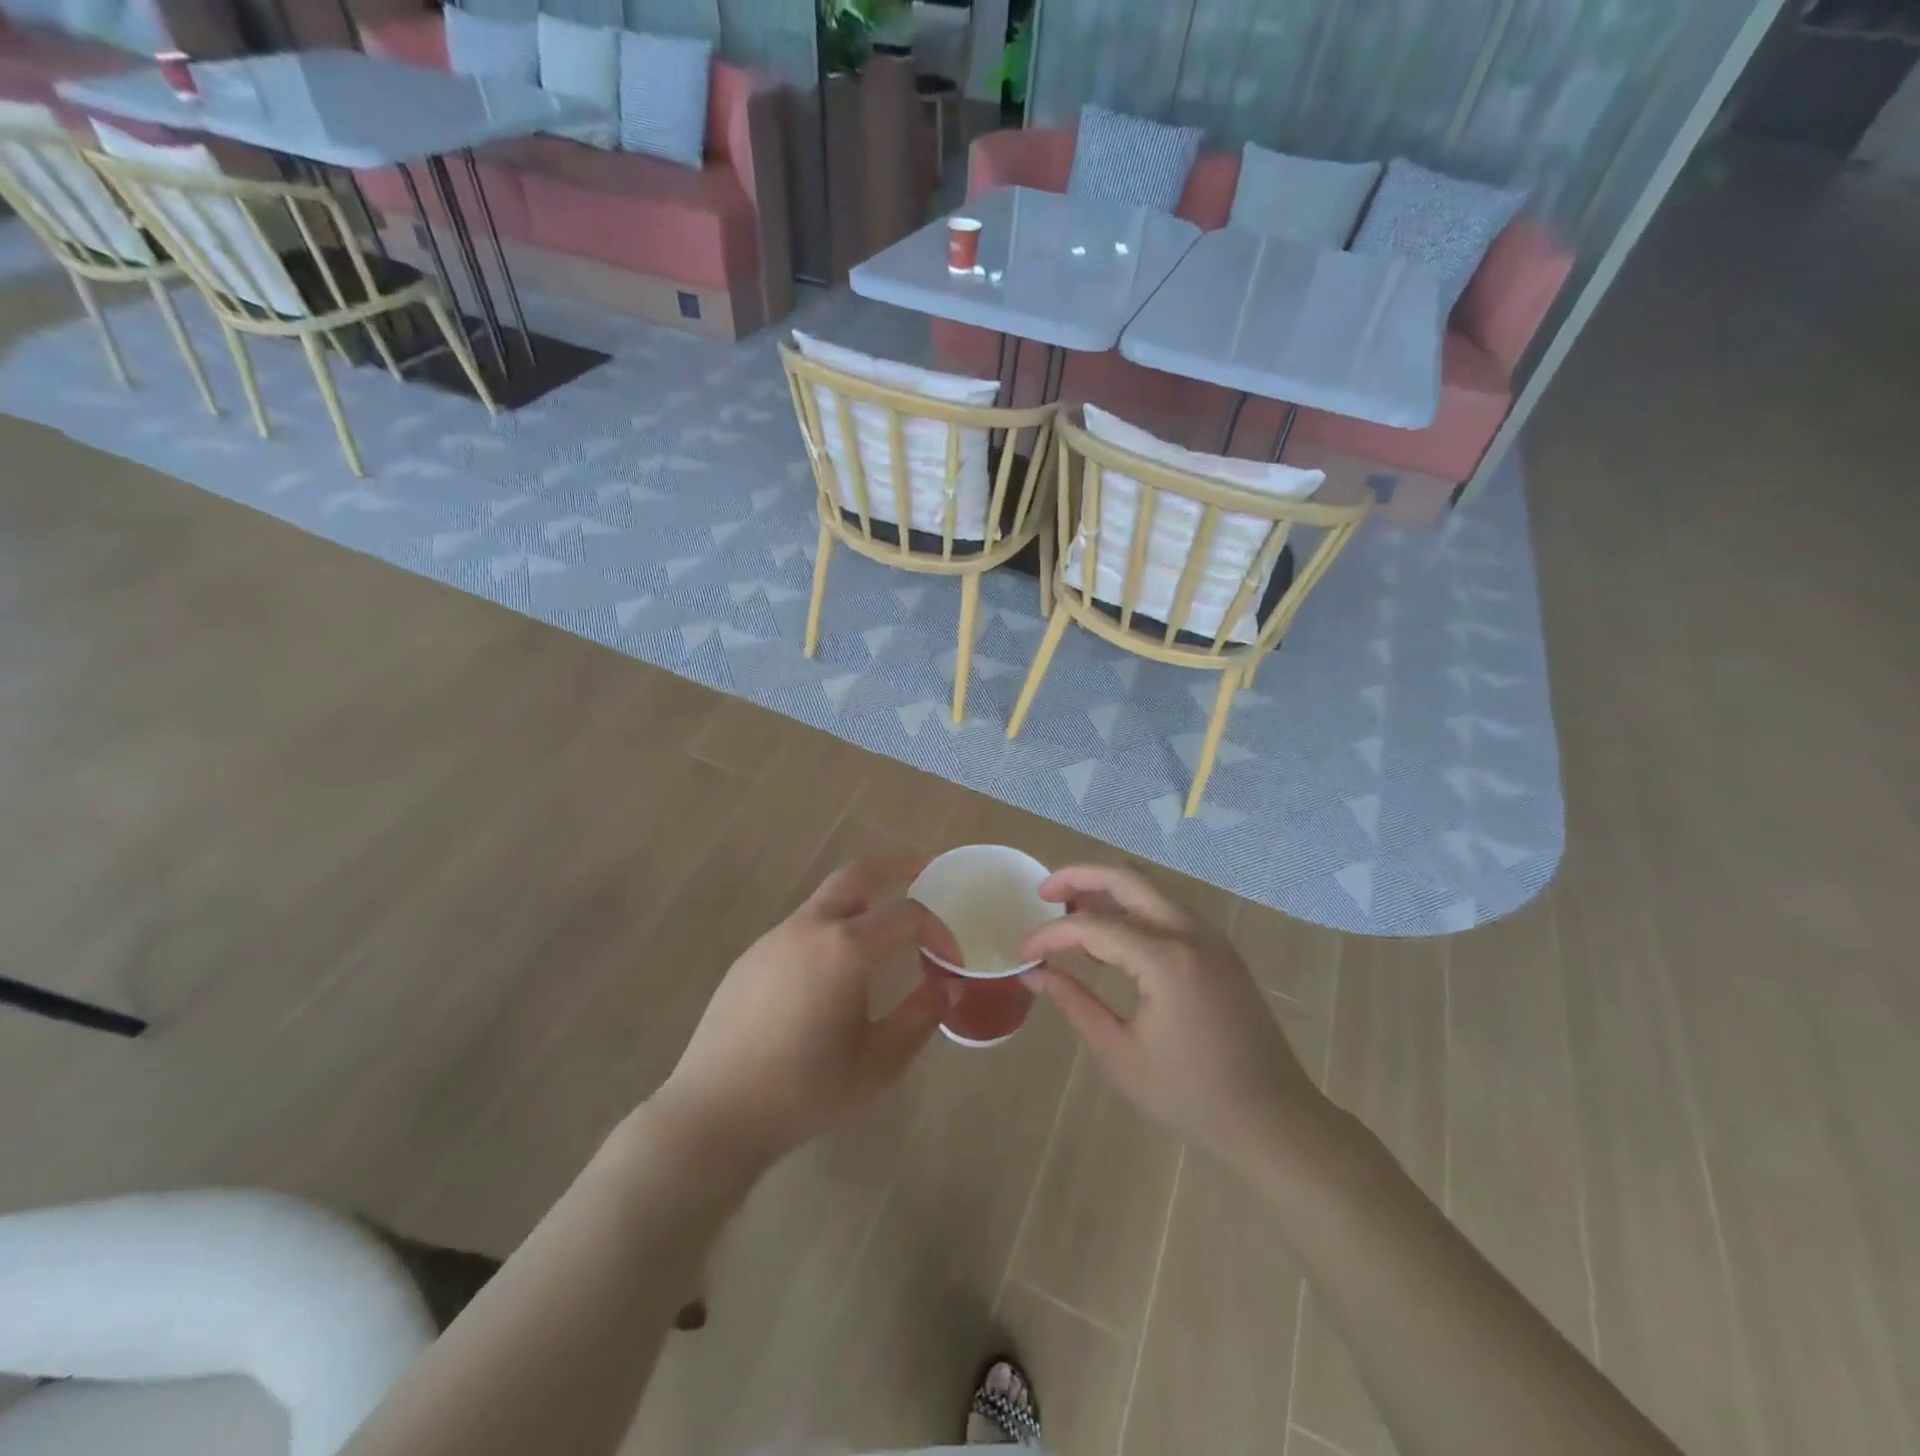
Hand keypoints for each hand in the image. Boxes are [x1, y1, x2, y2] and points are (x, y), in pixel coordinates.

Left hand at [651, 856, 945, 1170]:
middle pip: (858, 873)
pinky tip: (834, 972)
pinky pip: (803, 927)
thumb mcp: (879, 1064)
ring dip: (861, 902)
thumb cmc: (805, 1092)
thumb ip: (920, 1018)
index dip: (937, 929)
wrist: (714, 1113)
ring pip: (827, 900)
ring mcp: (775, 937)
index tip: (951, 956)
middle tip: (925, 870)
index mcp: (846, 948)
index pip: (907, 914)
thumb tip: (946, 987)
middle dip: (896, 865)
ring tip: (885, 932)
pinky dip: (831, 929)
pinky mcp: (752, 956)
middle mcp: (810, 927)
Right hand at [1019, 865, 1329, 1168]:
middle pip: (1126, 877)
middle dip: (1079, 876)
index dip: (1051, 935)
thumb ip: (1075, 1004)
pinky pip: (1168, 907)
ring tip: (1071, 907)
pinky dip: (1134, 906)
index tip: (1023, 953)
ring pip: (1150, 887)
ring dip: (1108, 887)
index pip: (1093, 926)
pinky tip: (1112, 931)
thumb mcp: (1120, 1055)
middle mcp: (1189, 932)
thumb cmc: (1190, 1095)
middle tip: (1044, 892)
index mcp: (1165, 959)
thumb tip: (1035, 973)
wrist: (1273, 1118)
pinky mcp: (1219, 948)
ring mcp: (1210, 936)